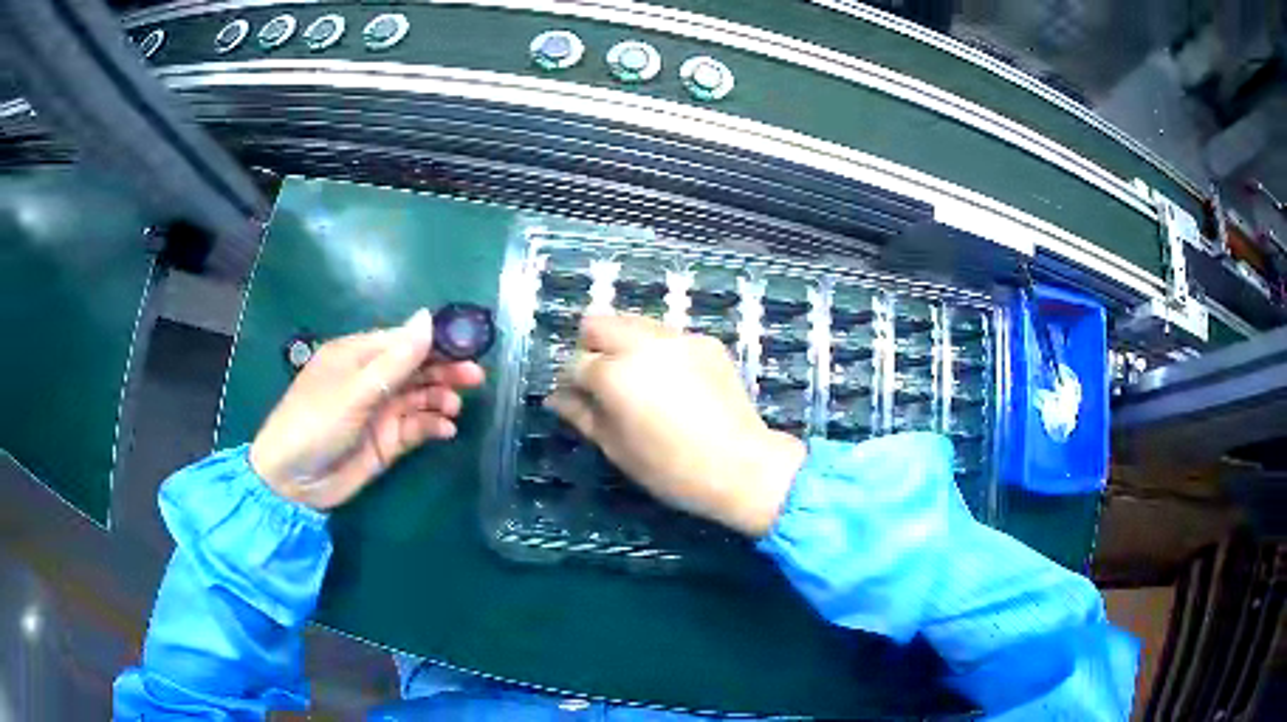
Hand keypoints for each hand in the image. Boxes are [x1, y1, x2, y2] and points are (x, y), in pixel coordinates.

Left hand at [249, 309, 484, 509]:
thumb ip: (396, 358)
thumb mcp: (356, 389)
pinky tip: (446, 430)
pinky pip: (416, 427)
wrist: (294, 481)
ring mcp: (379, 411)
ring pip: (420, 397)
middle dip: (445, 371)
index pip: (404, 340)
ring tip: (454, 409)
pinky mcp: (386, 441)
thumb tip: (428, 316)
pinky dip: (432, 426)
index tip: (469, 345)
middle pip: (417, 368)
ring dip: (440, 399)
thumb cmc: (316, 422)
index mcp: (358, 355)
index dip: (436, 341)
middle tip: (476, 378)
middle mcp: (371, 379)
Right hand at [546, 314, 805, 536]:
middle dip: (591, 347)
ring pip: (633, 323)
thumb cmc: (670, 468)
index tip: (578, 400)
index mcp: (613, 373)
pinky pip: (668, 336)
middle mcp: (641, 343)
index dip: (571, 383)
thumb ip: (582, 415)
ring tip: (639, 381)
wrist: (740, 465)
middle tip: (604, 382)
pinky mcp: (705, 341)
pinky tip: (673, 383)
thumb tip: (555, 398)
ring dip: (624, 345)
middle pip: (598, 323)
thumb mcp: (617, 448)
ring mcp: (677, 337)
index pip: (574, 363)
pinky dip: (658, 351)